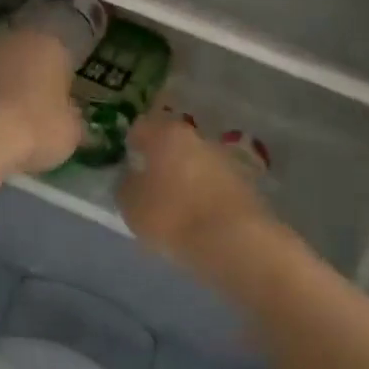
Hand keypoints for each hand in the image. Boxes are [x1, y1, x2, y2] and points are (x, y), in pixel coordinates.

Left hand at [0, 27, 83, 176]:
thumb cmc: (35, 127)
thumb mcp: (70, 133)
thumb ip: (74, 122)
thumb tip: (73, 120)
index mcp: (48, 44)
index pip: (64, 55)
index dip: (66, 81)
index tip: (66, 102)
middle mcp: (12, 42)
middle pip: (28, 60)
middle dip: (33, 82)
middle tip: (40, 113)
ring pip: (0, 74)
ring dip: (5, 93)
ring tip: (11, 126)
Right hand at [119, 113, 273, 268]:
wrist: (232, 240)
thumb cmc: (171, 215)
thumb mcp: (131, 206)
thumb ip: (126, 186)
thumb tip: (132, 179)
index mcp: (166, 134)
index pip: (141, 128)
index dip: (131, 144)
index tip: (127, 163)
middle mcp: (196, 137)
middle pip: (172, 143)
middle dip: (161, 159)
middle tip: (149, 184)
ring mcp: (223, 158)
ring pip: (194, 162)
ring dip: (184, 176)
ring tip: (174, 205)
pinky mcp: (243, 182)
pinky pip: (213, 183)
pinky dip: (203, 193)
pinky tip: (197, 216)